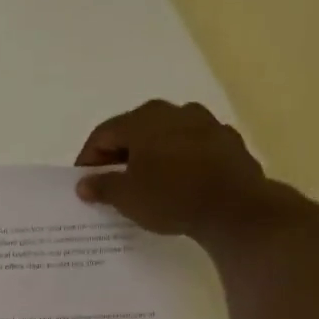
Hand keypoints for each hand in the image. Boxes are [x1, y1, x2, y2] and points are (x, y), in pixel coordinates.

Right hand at [75, 101, 272, 236]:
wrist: (235, 207)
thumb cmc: (171, 197)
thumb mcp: (126, 197)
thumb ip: (101, 186)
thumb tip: (85, 183)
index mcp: (143, 120)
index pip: (103, 134)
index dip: (88, 159)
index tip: (84, 183)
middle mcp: (174, 111)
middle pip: (135, 130)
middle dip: (119, 155)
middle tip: (111, 182)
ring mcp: (205, 122)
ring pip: (165, 136)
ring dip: (150, 155)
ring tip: (144, 182)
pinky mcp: (227, 140)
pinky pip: (191, 146)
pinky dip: (178, 160)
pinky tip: (176, 182)